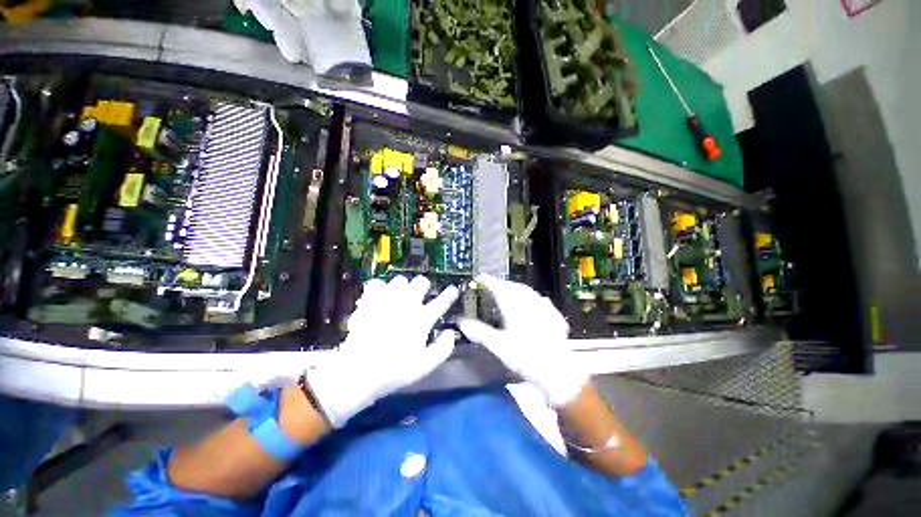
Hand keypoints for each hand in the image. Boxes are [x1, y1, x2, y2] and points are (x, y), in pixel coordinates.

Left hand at [306, 276, 458, 427]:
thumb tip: (451, 332)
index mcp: (422, 318)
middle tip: (421, 293)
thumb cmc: (394, 370)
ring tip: (400, 295)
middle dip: (424, 286)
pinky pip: (377, 283)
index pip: (442, 301)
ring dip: (403, 286)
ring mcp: (387, 300)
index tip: (453, 290)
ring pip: (400, 280)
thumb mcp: (425, 366)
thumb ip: (443, 348)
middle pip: (421, 282)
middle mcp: (407, 304)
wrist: (357, 371)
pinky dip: (380, 287)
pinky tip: (380, 295)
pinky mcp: (369, 301)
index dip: (451, 294)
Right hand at [459, 275, 587, 407]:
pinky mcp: (554, 315)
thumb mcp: (498, 346)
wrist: (559, 371)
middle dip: (500, 284)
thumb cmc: (525, 357)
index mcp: (514, 305)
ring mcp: (543, 307)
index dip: (486, 280)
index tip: (478, 279)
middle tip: (490, 288)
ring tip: (507, 294)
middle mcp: (529, 301)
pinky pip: (539, 300)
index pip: (497, 286)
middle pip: (512, 286)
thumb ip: (479, 332)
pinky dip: (529, 299)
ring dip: (515, 290)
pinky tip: (530, 305)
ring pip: (526, 291)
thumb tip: (461, 321)